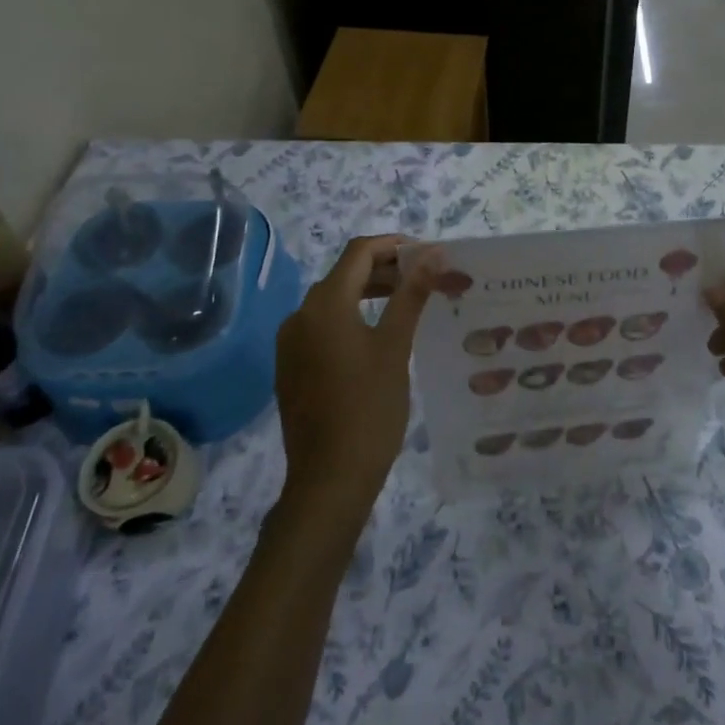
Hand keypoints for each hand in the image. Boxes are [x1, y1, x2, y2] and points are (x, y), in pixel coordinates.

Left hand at [274, 236, 436, 520]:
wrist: (329, 479)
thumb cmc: (369, 408)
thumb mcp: (396, 347)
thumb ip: (412, 294)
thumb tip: (433, 254)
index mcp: (324, 304)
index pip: (359, 252)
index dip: (394, 246)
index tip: (428, 255)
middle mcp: (300, 315)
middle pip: (345, 274)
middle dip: (385, 269)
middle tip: (424, 279)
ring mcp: (290, 343)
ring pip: (333, 301)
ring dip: (369, 293)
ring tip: (407, 303)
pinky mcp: (291, 367)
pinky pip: (323, 326)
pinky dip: (351, 318)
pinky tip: (378, 336)